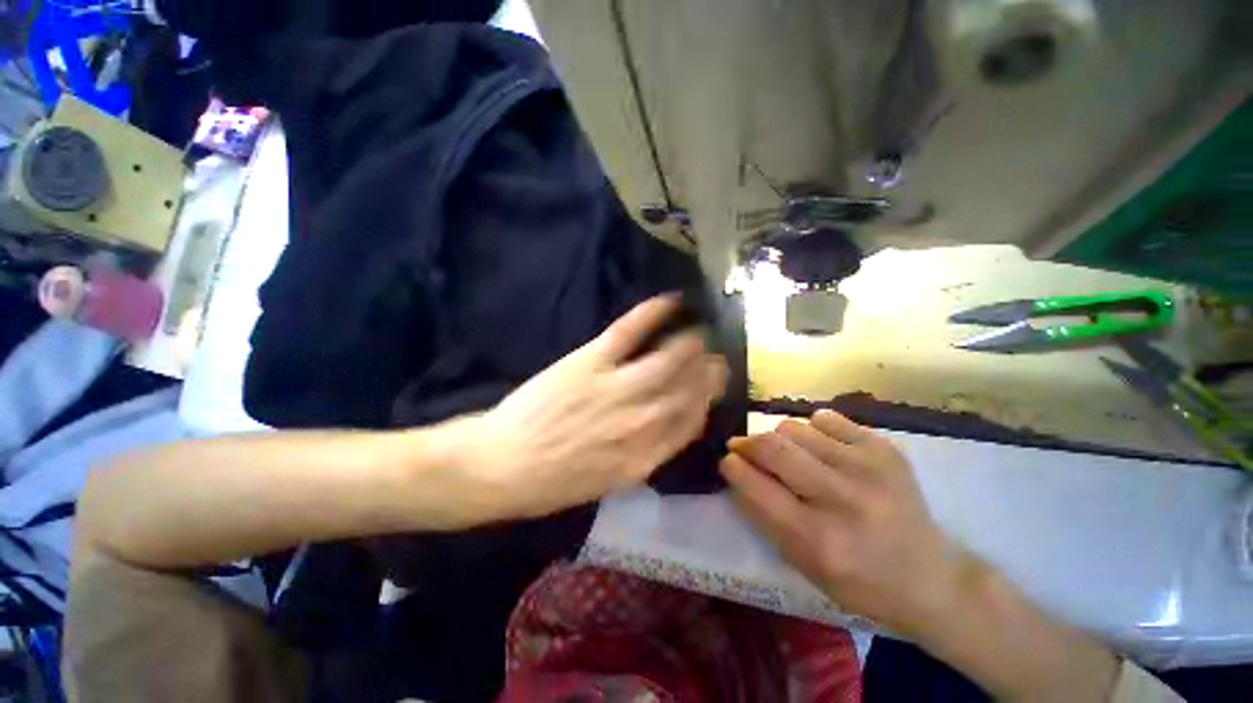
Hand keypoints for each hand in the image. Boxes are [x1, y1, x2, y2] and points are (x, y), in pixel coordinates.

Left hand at [462, 295, 727, 521]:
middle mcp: (641, 420)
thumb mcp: (608, 483)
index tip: (711, 386)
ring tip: (699, 331)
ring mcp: (616, 387)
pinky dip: (651, 313)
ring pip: (668, 357)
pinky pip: (629, 332)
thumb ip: (645, 457)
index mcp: (645, 455)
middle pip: (688, 386)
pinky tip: (671, 301)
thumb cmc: (552, 482)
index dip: (706, 399)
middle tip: (714, 355)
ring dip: (690, 342)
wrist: (501, 466)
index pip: (692, 420)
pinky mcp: (590, 362)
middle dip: (708, 368)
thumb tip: (670, 429)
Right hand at [721, 411, 969, 637]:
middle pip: (772, 447)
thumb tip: (737, 468)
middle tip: (743, 446)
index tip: (727, 460)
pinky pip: (826, 419)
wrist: (931, 577)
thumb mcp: (802, 564)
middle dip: (747, 443)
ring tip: (792, 455)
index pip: (755, 487)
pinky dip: (813, 430)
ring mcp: (868, 468)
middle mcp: (841, 499)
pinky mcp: (885, 449)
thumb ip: (764, 514)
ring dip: (781, 438)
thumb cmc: (858, 580)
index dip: (732, 466)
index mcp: (817, 539)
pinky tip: (823, 448)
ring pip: (794, 427)